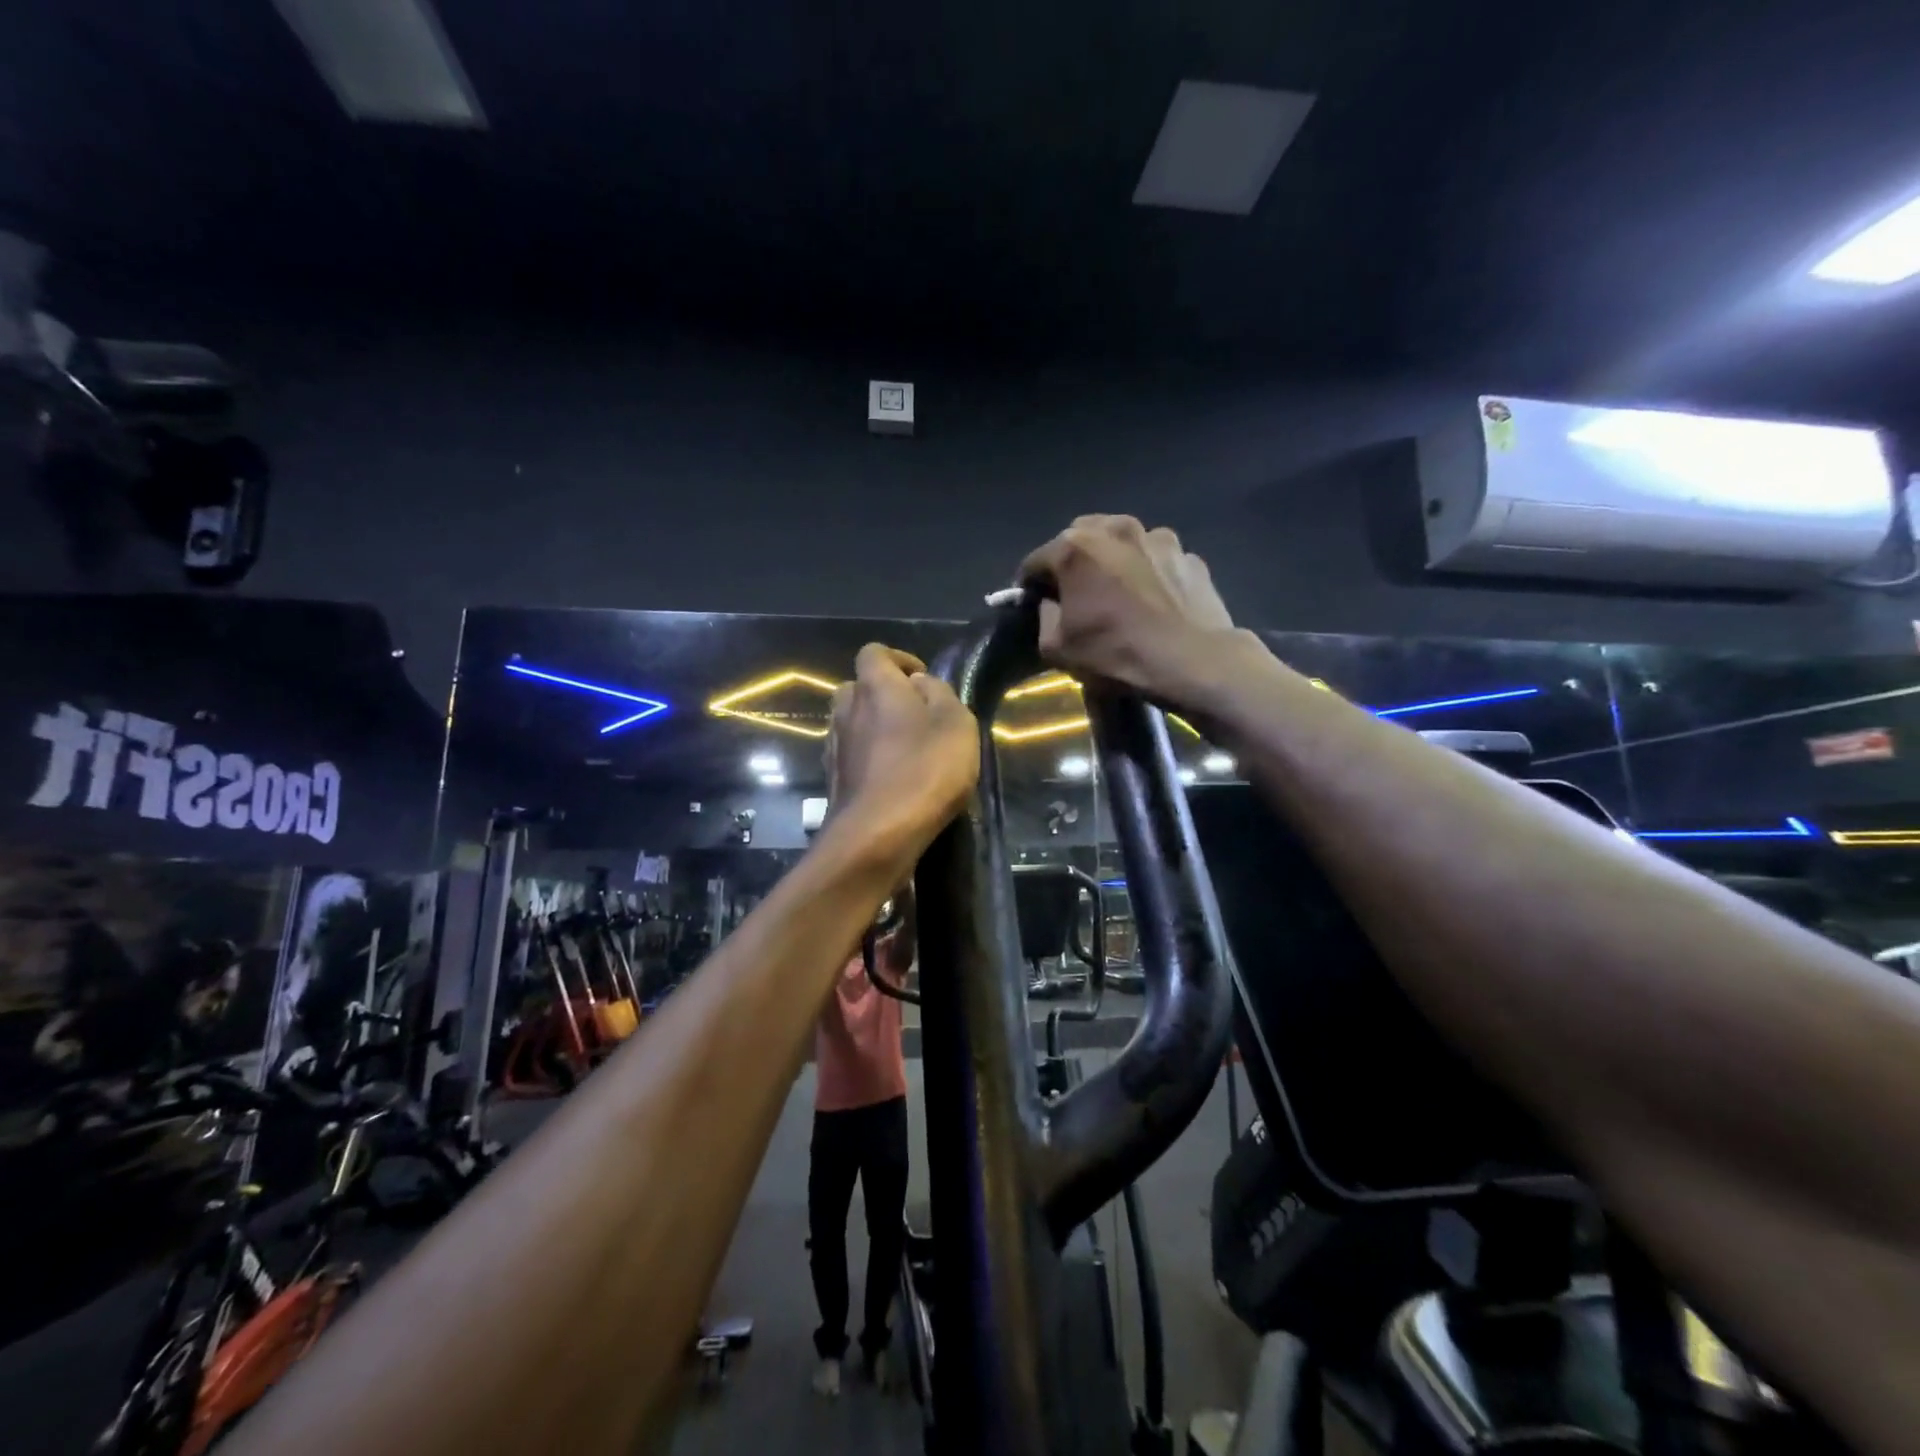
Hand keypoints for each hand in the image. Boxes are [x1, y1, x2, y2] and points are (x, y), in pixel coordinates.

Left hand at [825, 644, 979, 857]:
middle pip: (858, 687)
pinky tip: (891, 779)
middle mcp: (846, 709)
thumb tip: (919, 684)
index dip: (899, 659)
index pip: (874, 652)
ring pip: (852, 722)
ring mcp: (835, 745)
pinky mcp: (833, 779)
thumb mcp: (956, 723)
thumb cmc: (925, 770)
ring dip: (874, 728)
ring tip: (906, 749)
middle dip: (884, 694)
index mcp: (875, 686)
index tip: (922, 680)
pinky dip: (868, 758)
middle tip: (915, 715)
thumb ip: (939, 693)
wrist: (877, 834)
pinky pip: (851, 755)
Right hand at [1017, 515, 1236, 698]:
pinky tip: (1152, 600)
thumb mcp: (1057, 648)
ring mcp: (1157, 537)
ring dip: (1111, 560)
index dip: (1029, 585)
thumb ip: (1043, 616)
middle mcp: (1115, 529)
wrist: (1194, 661)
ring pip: (1121, 541)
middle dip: (1071, 562)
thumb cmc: (1117, 653)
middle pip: (1078, 538)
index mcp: (1075, 548)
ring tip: (1117, 591)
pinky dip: (1147, 571)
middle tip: (1075, 593)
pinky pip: (1155, 558)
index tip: (1032, 604)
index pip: (1035, 560)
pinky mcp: (1188, 554)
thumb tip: (1050, 602)